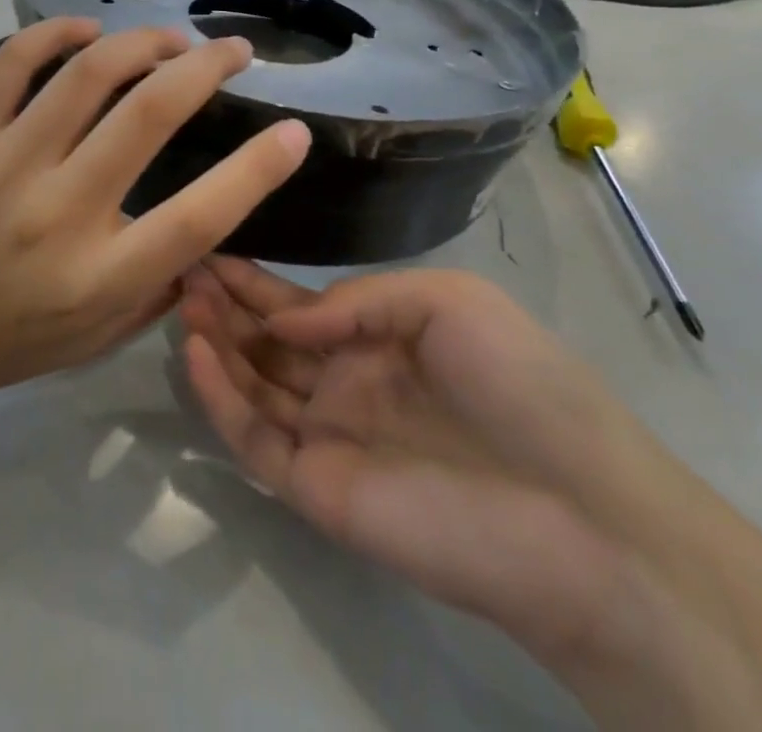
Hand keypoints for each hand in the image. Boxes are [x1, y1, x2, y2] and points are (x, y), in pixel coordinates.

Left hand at [0, 19, 311, 423]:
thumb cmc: (2, 341)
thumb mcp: (95, 341)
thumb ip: (158, 288)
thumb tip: (206, 227)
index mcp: (99, 278)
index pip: (199, 217)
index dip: (258, 170)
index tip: (295, 132)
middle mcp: (58, 212)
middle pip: (150, 115)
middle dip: (206, 68)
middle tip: (235, 52)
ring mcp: (5, 163)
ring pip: (87, 74)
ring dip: (143, 41)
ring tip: (172, 39)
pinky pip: (13, 61)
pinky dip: (56, 34)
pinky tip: (88, 32)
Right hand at [181, 260, 669, 661]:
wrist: (583, 514)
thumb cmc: (521, 384)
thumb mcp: (445, 301)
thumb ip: (356, 300)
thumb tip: (282, 316)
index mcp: (378, 341)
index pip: (297, 306)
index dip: (252, 280)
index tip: (206, 247)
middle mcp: (345, 385)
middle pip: (265, 341)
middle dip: (223, 305)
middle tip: (179, 266)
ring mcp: (328, 438)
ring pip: (251, 385)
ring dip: (214, 343)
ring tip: (180, 300)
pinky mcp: (317, 488)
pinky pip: (254, 437)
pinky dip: (220, 398)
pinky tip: (196, 353)